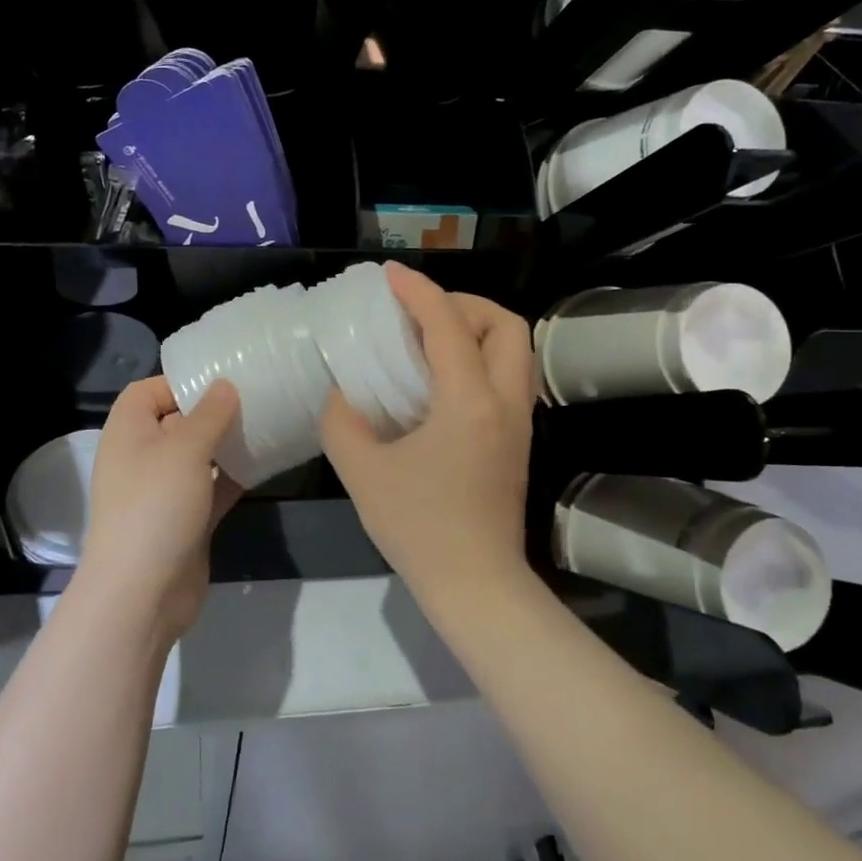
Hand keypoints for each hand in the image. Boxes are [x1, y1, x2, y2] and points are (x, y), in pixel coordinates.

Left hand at [77, 376, 242, 643]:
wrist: (142, 595)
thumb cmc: (156, 508)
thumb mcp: (185, 450)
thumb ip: (209, 414)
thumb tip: (225, 385)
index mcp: (129, 433)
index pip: (148, 391)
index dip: (180, 382)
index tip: (222, 380)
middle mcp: (143, 457)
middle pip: (177, 421)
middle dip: (213, 411)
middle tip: (256, 398)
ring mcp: (164, 491)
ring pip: (199, 456)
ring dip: (227, 444)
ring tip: (267, 425)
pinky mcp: (185, 520)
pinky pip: (212, 487)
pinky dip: (233, 476)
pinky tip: (265, 464)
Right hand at [321, 264, 534, 606]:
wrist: (475, 584)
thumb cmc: (418, 527)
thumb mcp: (362, 471)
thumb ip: (343, 420)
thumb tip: (344, 394)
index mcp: (468, 400)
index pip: (448, 324)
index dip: (418, 291)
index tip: (390, 276)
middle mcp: (504, 401)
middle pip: (506, 324)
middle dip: (464, 305)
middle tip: (421, 315)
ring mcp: (518, 423)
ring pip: (515, 350)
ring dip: (478, 331)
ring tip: (431, 342)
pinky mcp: (518, 442)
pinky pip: (508, 377)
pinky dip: (481, 359)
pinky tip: (442, 382)